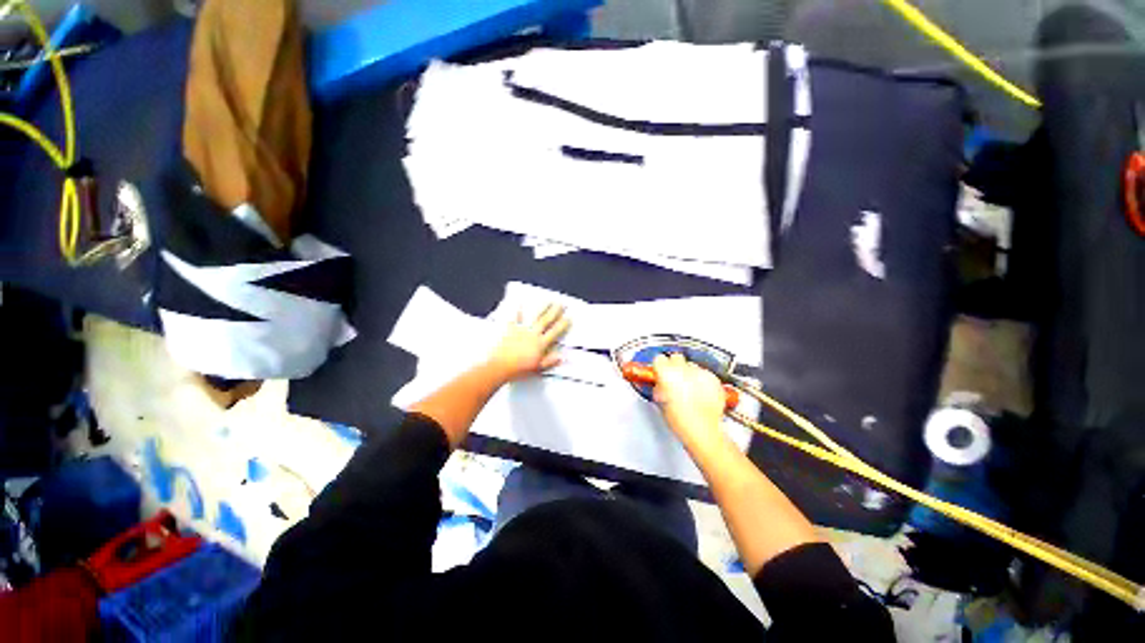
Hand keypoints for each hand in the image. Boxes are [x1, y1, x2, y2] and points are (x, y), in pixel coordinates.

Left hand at [487, 304, 570, 381]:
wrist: (500, 366)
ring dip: (542, 308)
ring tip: (548, 301)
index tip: (568, 317)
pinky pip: (515, 318)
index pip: (554, 332)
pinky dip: (517, 310)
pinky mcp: (510, 329)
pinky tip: (519, 303)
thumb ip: (550, 361)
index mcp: (540, 344)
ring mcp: (522, 330)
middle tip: (560, 304)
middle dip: (554, 312)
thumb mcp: (537, 368)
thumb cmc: (519, 369)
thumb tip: (561, 357)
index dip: (562, 325)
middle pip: (546, 321)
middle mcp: (533, 334)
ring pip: (534, 317)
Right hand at [652, 353, 728, 451]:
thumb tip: (659, 382)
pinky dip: (702, 380)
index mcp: (666, 374)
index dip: (659, 366)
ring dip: (689, 373)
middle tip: (674, 378)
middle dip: (674, 366)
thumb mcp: (660, 401)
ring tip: (689, 388)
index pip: (658, 359)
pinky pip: (705, 373)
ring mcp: (699, 373)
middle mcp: (683, 369)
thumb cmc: (680, 420)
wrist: (703, 430)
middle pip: (676, 357)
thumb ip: (658, 386)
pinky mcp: (713, 378)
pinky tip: (700, 392)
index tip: (660, 371)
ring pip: (691, 365)